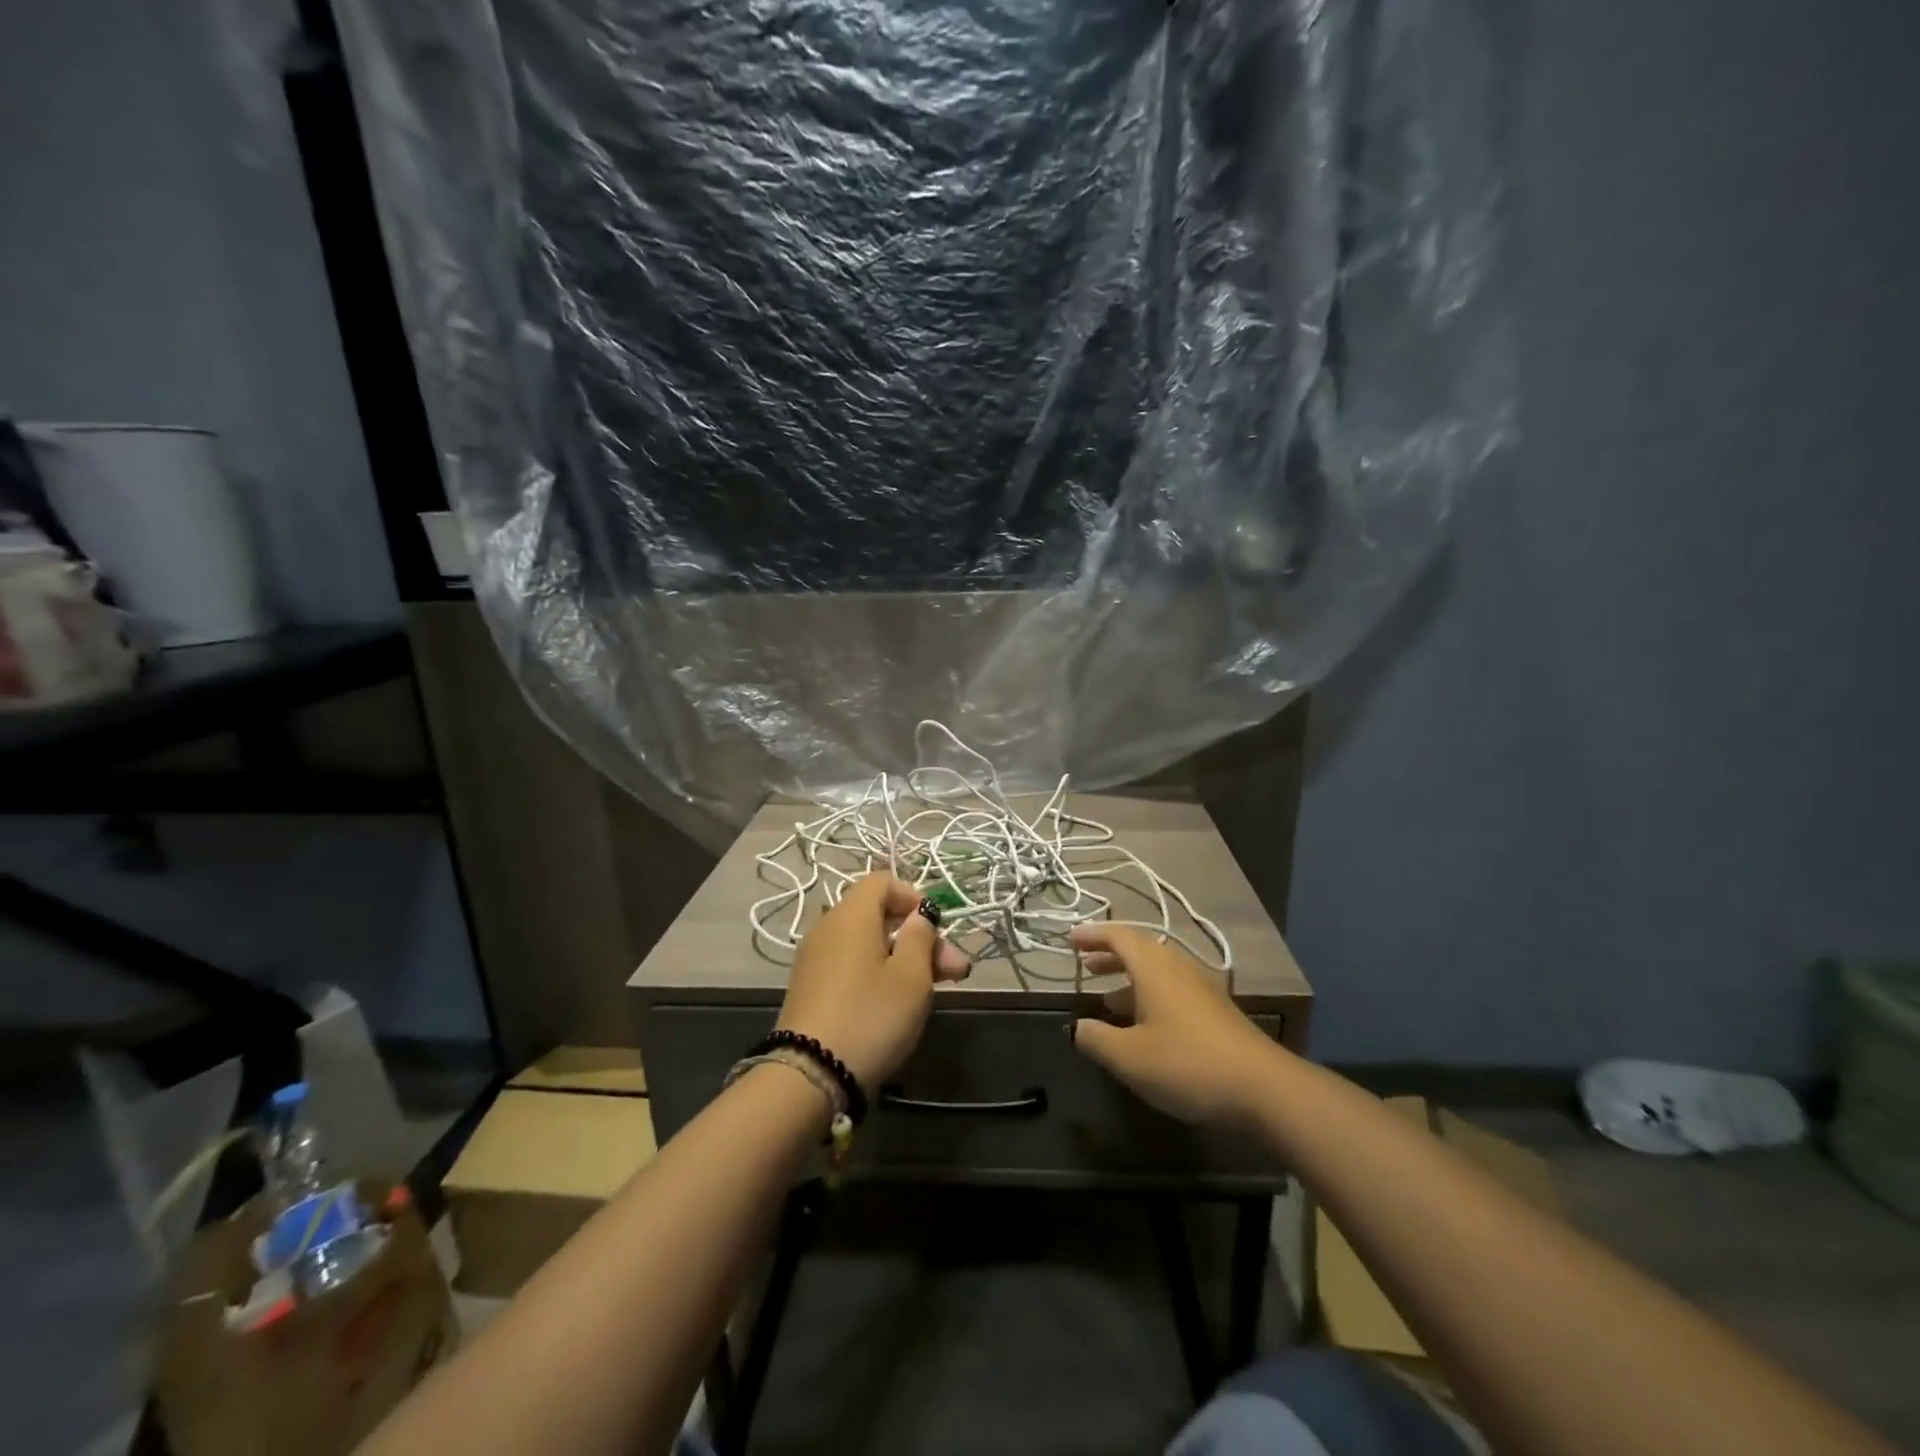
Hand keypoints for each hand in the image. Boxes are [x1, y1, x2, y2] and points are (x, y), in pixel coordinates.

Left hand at [777, 873, 970, 1089]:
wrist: (810, 1075)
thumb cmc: (870, 1015)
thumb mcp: (911, 976)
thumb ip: (920, 937)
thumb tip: (919, 915)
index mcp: (851, 914)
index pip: (882, 881)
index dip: (913, 896)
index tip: (936, 927)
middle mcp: (828, 927)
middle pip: (879, 915)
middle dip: (920, 937)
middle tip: (956, 969)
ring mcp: (816, 959)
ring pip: (868, 944)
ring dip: (904, 959)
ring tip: (938, 988)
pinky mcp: (811, 988)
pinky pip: (851, 965)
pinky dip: (878, 973)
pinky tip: (900, 1002)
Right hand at [1068, 922, 1278, 1125]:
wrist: (1263, 1089)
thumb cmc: (1187, 1064)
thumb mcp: (1130, 1057)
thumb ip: (1097, 1039)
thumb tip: (1077, 1027)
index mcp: (1154, 966)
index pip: (1118, 936)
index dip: (1092, 935)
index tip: (1070, 939)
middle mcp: (1178, 966)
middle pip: (1140, 949)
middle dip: (1110, 955)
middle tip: (1086, 965)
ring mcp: (1201, 987)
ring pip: (1158, 970)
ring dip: (1130, 977)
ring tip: (1107, 996)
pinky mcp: (1216, 1010)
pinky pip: (1173, 988)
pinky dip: (1149, 994)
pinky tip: (1144, 1024)